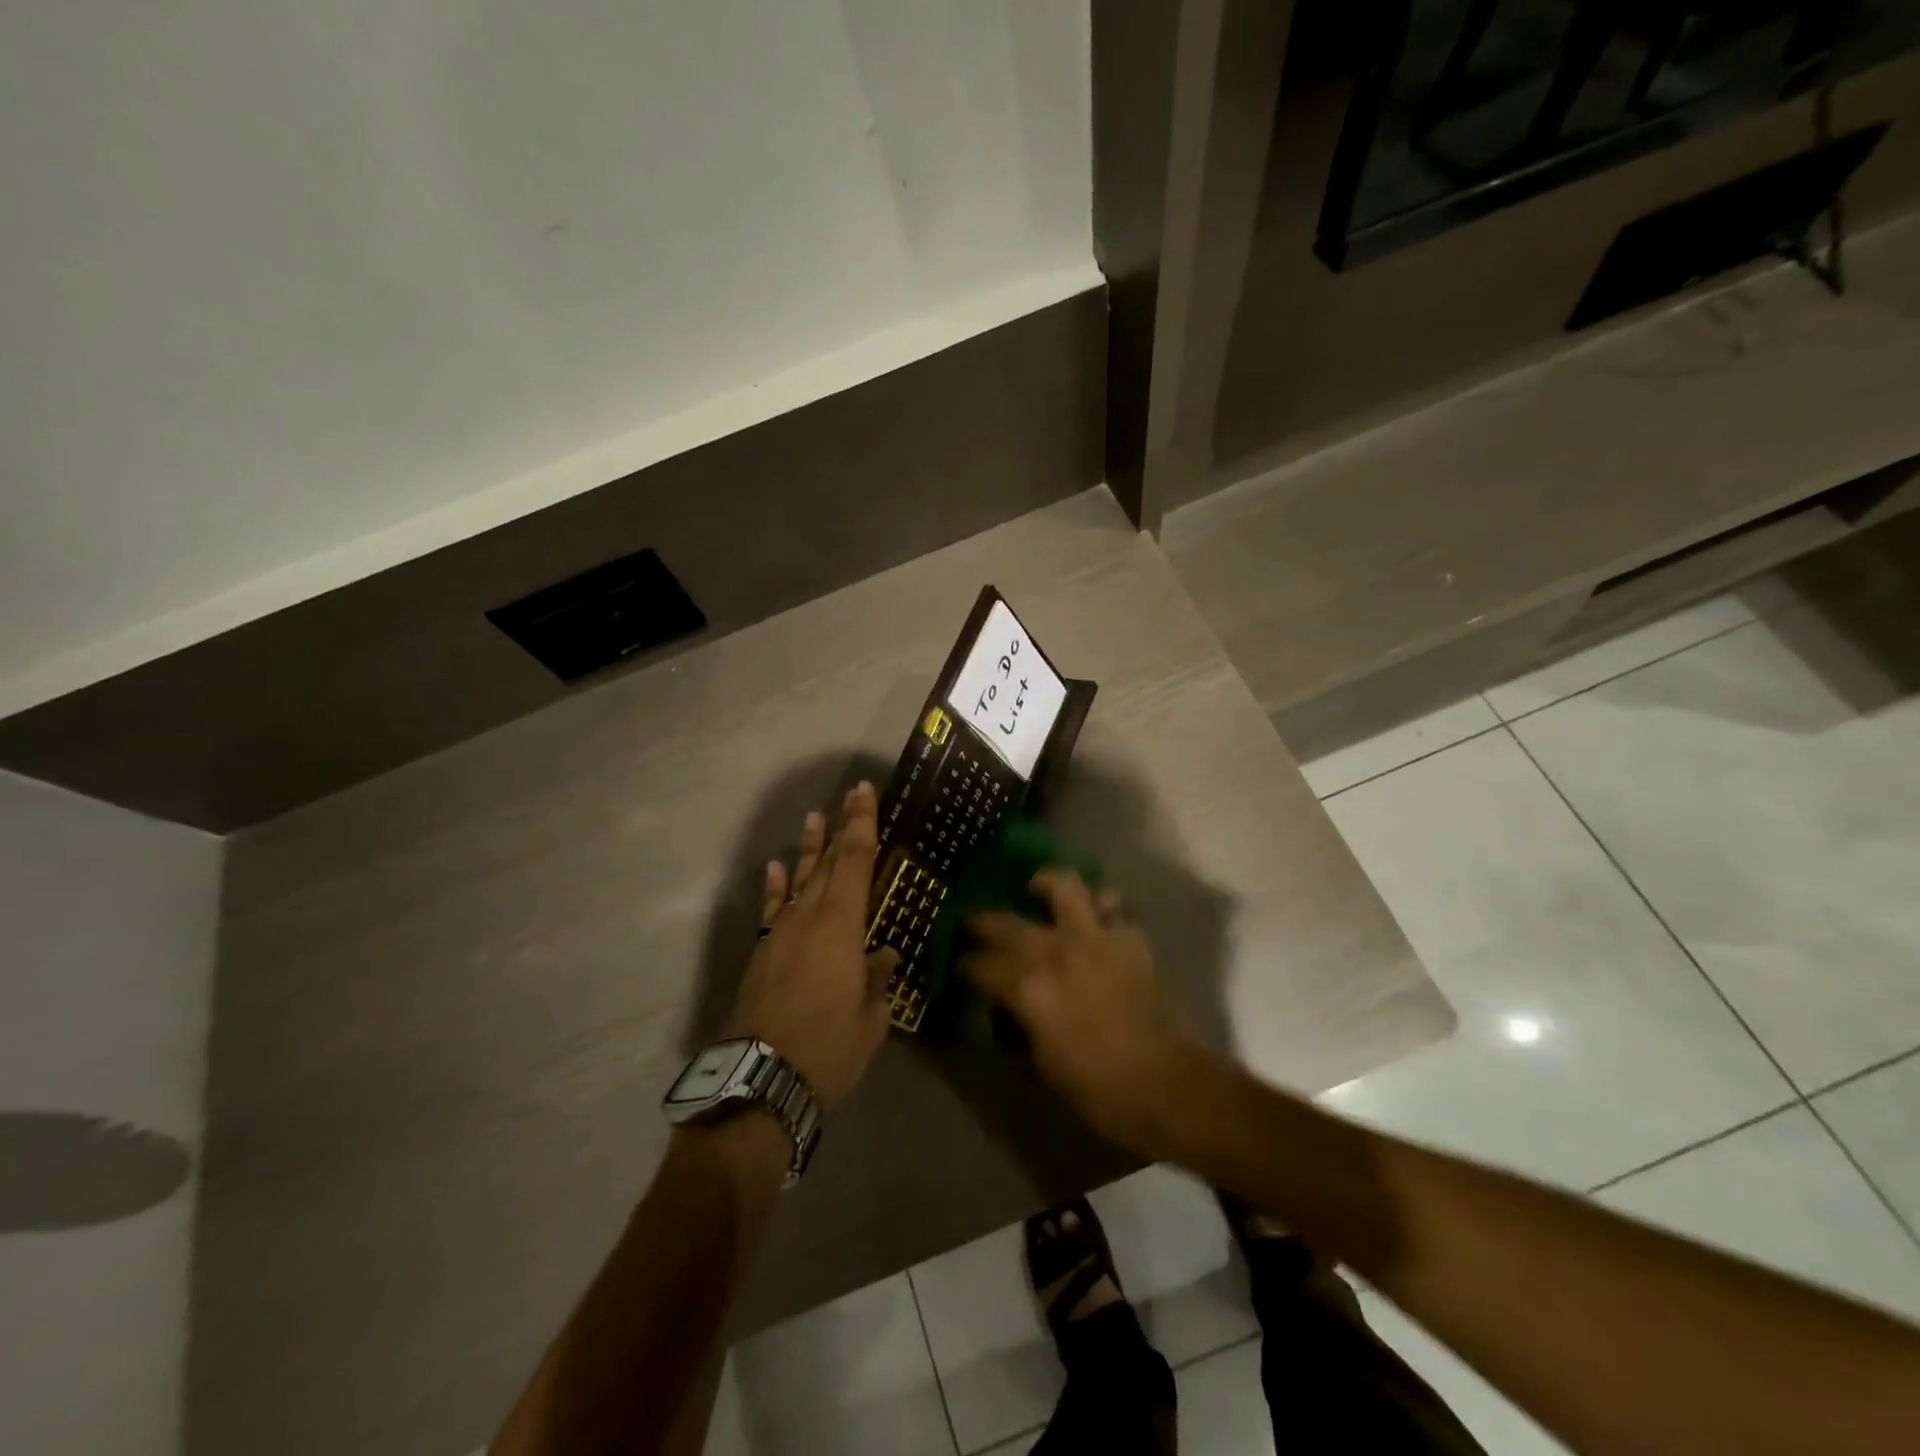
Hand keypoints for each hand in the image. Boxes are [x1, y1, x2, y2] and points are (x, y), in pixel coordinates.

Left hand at [724, 782, 897, 1111]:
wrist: (760, 1081)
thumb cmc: (828, 1047)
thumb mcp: (871, 1017)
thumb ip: (878, 979)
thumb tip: (883, 954)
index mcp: (842, 925)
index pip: (856, 860)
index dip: (862, 823)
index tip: (864, 792)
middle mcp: (809, 917)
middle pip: (828, 862)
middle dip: (840, 827)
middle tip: (848, 796)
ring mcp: (780, 932)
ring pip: (799, 879)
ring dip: (809, 849)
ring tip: (813, 819)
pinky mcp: (761, 952)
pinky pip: (773, 907)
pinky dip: (777, 885)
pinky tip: (777, 867)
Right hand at [962, 871, 1197, 1154]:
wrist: (1165, 1084)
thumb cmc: (1096, 1087)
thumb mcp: (1040, 1063)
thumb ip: (1017, 1021)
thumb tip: (1003, 1005)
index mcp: (1026, 987)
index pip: (978, 964)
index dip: (964, 966)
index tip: (959, 968)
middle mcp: (1054, 950)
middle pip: (1003, 920)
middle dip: (981, 921)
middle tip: (976, 927)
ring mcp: (1093, 936)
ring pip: (1062, 885)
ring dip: (1044, 884)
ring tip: (1035, 890)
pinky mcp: (1128, 936)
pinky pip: (1110, 902)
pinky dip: (1097, 903)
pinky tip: (1090, 915)